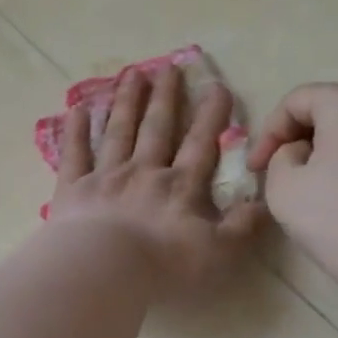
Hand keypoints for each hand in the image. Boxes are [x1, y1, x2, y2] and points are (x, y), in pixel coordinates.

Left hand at [48, 65, 262, 291]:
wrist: (103, 270)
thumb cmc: (163, 265)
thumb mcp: (218, 253)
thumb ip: (242, 227)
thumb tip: (264, 203)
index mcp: (180, 187)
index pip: (201, 144)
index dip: (211, 116)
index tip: (217, 86)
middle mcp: (144, 172)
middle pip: (157, 128)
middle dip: (166, 97)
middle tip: (169, 67)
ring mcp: (105, 176)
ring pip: (119, 131)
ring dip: (127, 102)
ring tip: (132, 74)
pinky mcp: (73, 188)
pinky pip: (74, 153)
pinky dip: (76, 130)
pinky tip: (77, 108)